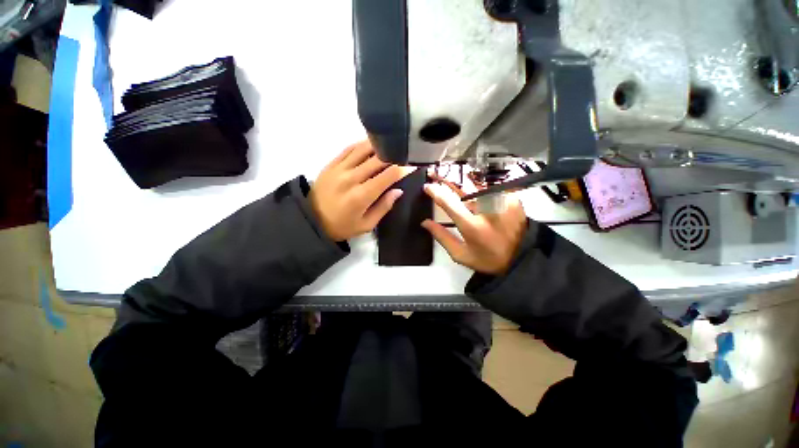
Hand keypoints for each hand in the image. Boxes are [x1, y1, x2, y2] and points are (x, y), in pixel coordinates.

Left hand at [310, 141, 414, 241]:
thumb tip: (399, 191)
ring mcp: (340, 168)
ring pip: (364, 149)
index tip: (413, 165)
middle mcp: (351, 178)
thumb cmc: (342, 226)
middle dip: (395, 155)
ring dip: (380, 146)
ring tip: (391, 146)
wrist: (312, 220)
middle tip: (405, 154)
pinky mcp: (331, 163)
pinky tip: (372, 145)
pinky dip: (363, 145)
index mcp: (361, 196)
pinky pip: (350, 148)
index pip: (388, 175)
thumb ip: (383, 207)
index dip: (404, 169)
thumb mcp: (366, 225)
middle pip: (379, 159)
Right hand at [421, 181, 526, 274]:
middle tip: (435, 174)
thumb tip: (425, 223)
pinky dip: (479, 189)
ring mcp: (501, 201)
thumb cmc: (488, 259)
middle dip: (446, 179)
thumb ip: (442, 237)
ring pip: (475, 185)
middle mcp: (486, 209)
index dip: (435, 192)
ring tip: (452, 180)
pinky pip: (490, 189)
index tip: (427, 186)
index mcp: (472, 225)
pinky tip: (475, 192)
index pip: (449, 202)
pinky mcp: (511, 198)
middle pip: (461, 187)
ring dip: (462, 182)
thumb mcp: (461, 254)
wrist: (522, 257)